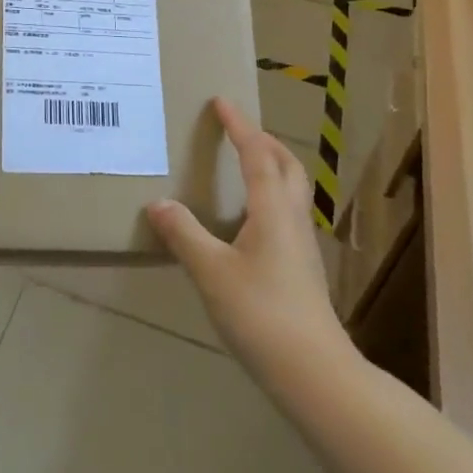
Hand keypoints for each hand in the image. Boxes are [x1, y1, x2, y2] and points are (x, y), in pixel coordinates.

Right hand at [146, 98, 346, 376]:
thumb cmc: (261, 313)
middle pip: (286, 165)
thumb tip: (159, 204)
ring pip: (292, 189)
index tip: (222, 102)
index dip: (239, 126)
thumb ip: (185, 235)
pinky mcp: (302, 267)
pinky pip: (287, 212)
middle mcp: (293, 218)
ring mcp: (302, 244)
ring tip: (243, 165)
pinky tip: (249, 218)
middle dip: (264, 141)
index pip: (257, 154)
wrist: (313, 371)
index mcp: (273, 209)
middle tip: (237, 130)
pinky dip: (269, 195)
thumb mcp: (212, 272)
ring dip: (271, 166)